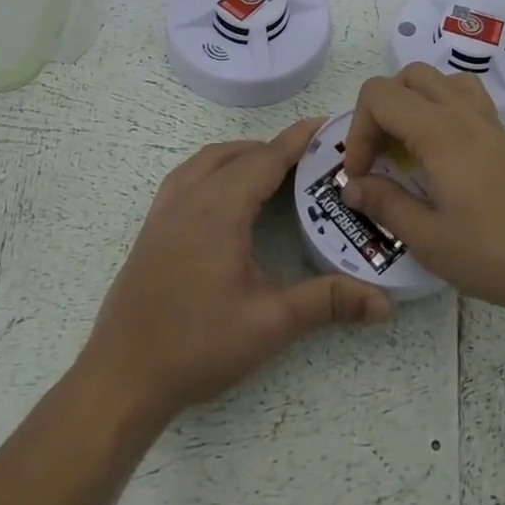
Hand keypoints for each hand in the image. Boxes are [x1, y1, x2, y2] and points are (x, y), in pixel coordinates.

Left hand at [81, 118, 392, 421]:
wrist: (120, 379)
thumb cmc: (196, 346)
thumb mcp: (270, 323)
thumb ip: (327, 303)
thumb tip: (384, 304)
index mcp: (219, 210)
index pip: (266, 159)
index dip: (298, 140)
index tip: (327, 124)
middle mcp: (189, 199)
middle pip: (238, 155)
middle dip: (275, 149)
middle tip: (312, 160)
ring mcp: (164, 212)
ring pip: (207, 161)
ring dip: (242, 155)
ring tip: (272, 171)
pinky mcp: (151, 229)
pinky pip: (186, 177)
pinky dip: (213, 169)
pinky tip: (224, 196)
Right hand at [341, 64, 504, 323]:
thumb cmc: (498, 255)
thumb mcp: (430, 240)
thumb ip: (385, 204)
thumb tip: (353, 185)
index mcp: (440, 132)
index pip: (380, 95)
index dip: (357, 130)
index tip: (361, 174)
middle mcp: (464, 114)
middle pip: (409, 76)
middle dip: (381, 111)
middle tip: (380, 158)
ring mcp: (490, 123)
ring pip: (441, 81)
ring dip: (413, 103)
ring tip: (408, 148)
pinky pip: (466, 99)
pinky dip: (441, 111)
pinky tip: (441, 157)